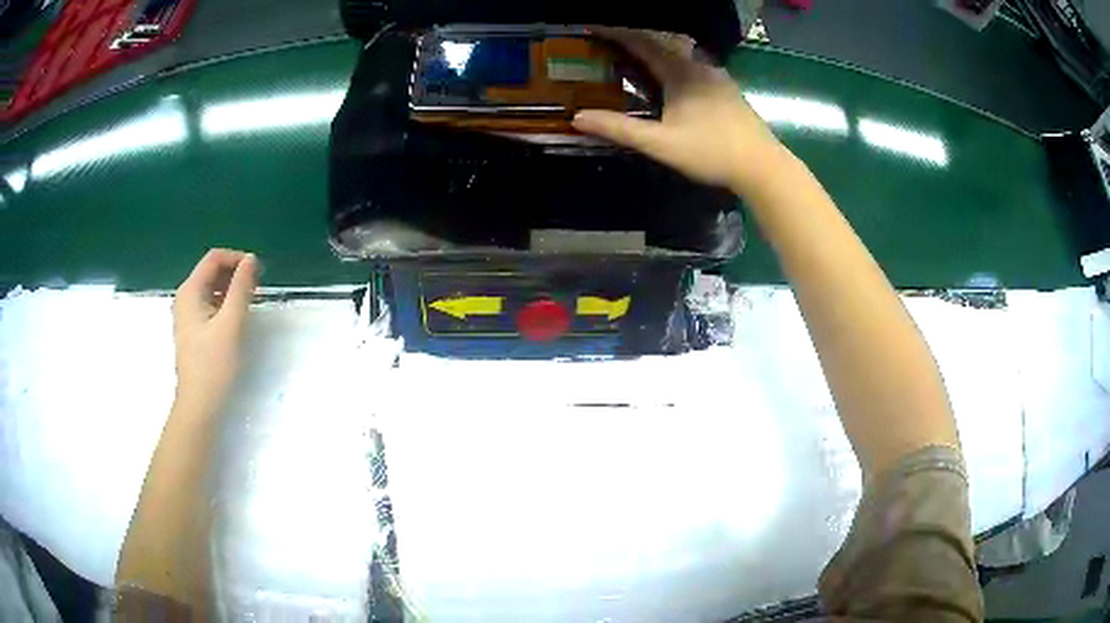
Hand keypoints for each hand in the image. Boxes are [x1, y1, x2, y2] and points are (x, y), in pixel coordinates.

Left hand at [171, 249, 257, 419]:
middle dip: (235, 273)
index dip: (237, 259)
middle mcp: (185, 297)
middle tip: (258, 289)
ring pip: (211, 288)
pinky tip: (236, 318)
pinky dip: (224, 304)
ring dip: (231, 289)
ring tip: (250, 303)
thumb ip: (241, 288)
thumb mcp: (231, 324)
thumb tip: (251, 260)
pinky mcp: (192, 330)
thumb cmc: (213, 364)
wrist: (199, 405)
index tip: (259, 274)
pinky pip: (209, 304)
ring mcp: (187, 315)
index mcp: (190, 291)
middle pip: (212, 271)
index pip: (214, 258)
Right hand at [573, 28, 783, 195]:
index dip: (615, 34)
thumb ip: (620, 129)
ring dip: (655, 54)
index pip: (642, 43)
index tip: (592, 29)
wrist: (763, 166)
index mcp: (680, 72)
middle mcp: (699, 66)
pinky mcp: (727, 90)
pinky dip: (672, 66)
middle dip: (633, 42)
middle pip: (661, 45)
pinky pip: (693, 67)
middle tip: (609, 46)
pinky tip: (670, 82)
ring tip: (635, 61)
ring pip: (679, 55)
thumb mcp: (661, 143)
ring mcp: (717, 77)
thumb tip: (578, 118)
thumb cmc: (711, 152)